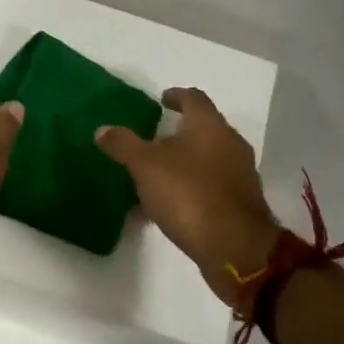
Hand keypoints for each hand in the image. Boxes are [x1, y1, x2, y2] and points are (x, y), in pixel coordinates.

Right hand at [96, 85, 280, 304]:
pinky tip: (165, 208)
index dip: (176, 96)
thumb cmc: (189, 193)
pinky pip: (209, 188)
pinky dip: (188, 190)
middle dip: (177, 134)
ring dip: (182, 165)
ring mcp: (239, 175)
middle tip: (151, 140)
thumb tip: (103, 129)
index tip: (161, 100)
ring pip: (205, 161)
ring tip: (152, 177)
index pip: (194, 98)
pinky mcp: (240, 204)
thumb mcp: (145, 165)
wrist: (234, 248)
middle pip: (202, 130)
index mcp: (209, 126)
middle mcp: (230, 144)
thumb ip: (123, 144)